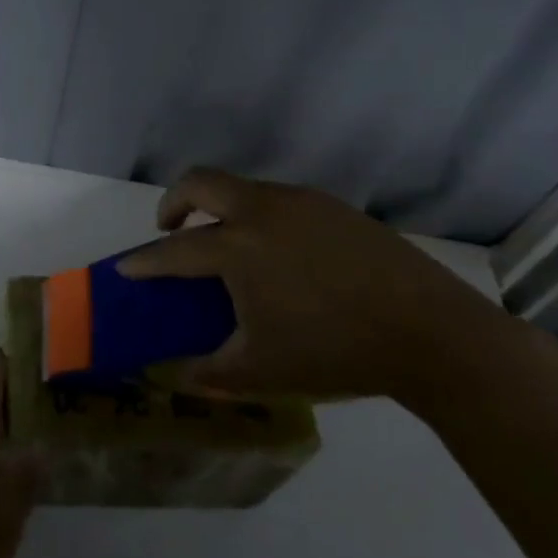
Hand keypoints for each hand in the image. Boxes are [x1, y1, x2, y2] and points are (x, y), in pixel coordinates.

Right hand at [116, 167, 510, 404]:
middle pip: (199, 182)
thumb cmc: (335, 351)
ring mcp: (300, 202)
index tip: (125, 268)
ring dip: (221, 207)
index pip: (173, 250)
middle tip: (171, 229)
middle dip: (174, 201)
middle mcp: (260, 211)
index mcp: (236, 247)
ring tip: (230, 246)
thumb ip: (210, 372)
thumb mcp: (262, 370)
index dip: (144, 261)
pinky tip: (281, 254)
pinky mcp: (333, 206)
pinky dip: (259, 216)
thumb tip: (178, 375)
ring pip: (242, 188)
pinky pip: (279, 200)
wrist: (432, 333)